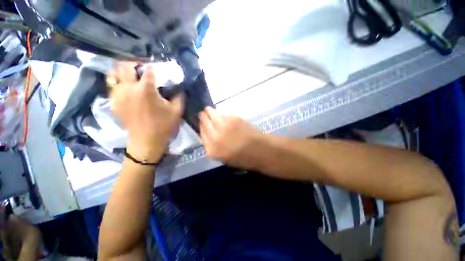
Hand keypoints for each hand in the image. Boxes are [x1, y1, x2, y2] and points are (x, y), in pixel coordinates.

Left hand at [109, 63, 183, 161]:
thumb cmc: (164, 125)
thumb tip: (179, 87)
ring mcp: (118, 95)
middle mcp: (129, 88)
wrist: (147, 141)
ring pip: (114, 74)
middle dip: (134, 64)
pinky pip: (113, 87)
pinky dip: (119, 84)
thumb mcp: (177, 110)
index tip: (157, 69)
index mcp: (146, 89)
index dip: (153, 67)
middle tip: (142, 69)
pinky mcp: (113, 103)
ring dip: (123, 72)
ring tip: (132, 76)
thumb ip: (179, 96)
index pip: (148, 69)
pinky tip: (128, 90)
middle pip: (125, 66)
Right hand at [199, 107, 263, 168]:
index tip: (201, 123)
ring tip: (208, 109)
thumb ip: (214, 146)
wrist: (259, 151)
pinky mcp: (232, 119)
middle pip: (204, 124)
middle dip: (202, 117)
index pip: (202, 135)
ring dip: (208, 111)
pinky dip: (219, 112)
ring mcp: (223, 127)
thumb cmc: (243, 158)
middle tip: (203, 113)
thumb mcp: (223, 157)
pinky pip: (222, 113)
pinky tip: (218, 111)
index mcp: (212, 150)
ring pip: (211, 115)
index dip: (201, 127)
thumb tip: (209, 134)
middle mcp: (215, 138)